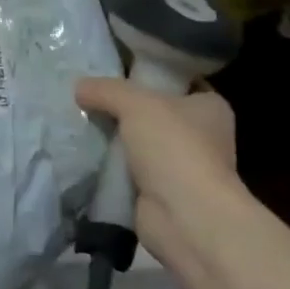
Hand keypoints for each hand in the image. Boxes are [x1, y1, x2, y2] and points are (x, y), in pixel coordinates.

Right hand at [75, 78, 244, 260]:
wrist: (186, 218)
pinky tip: (86, 154)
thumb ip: (105, 89)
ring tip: (79, 123)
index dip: (146, 73)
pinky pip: (129, 170)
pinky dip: (111, 166)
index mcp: (209, 107)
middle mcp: (201, 135)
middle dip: (123, 108)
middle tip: (87, 96)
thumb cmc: (174, 149)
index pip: (176, 80)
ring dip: (115, 139)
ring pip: (139, 142)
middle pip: (153, 112)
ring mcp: (182, 166)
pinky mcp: (162, 192)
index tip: (112, 70)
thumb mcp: (135, 103)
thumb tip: (79, 87)